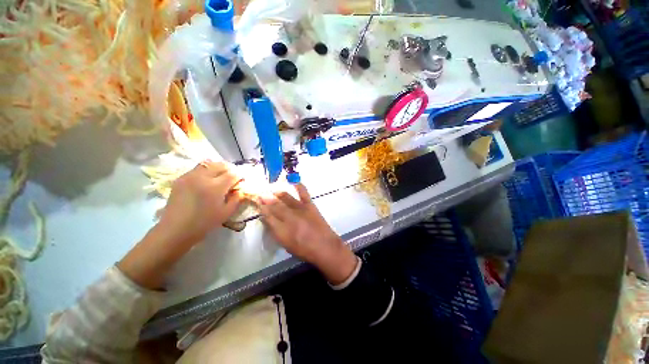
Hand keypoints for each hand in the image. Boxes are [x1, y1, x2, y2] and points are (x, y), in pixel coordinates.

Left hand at [118, 161, 243, 288]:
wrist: (175, 230)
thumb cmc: (204, 223)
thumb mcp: (226, 213)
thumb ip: (236, 198)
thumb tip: (239, 189)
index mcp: (215, 187)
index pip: (233, 174)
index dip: (240, 176)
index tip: (242, 181)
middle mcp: (202, 177)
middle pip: (221, 164)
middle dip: (230, 169)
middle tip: (233, 177)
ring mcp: (190, 176)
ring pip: (208, 163)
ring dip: (218, 168)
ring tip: (220, 176)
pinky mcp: (181, 178)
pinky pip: (197, 169)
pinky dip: (206, 171)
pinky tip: (207, 180)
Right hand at [258, 184, 357, 284]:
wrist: (325, 247)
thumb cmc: (304, 250)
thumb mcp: (286, 245)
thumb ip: (276, 231)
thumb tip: (268, 219)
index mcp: (282, 231)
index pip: (268, 217)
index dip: (262, 209)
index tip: (257, 203)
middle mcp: (290, 218)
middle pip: (275, 206)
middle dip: (266, 199)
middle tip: (261, 194)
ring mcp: (301, 210)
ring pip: (286, 198)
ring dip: (278, 193)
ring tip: (273, 190)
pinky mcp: (310, 206)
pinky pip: (303, 193)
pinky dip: (298, 186)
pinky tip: (294, 182)